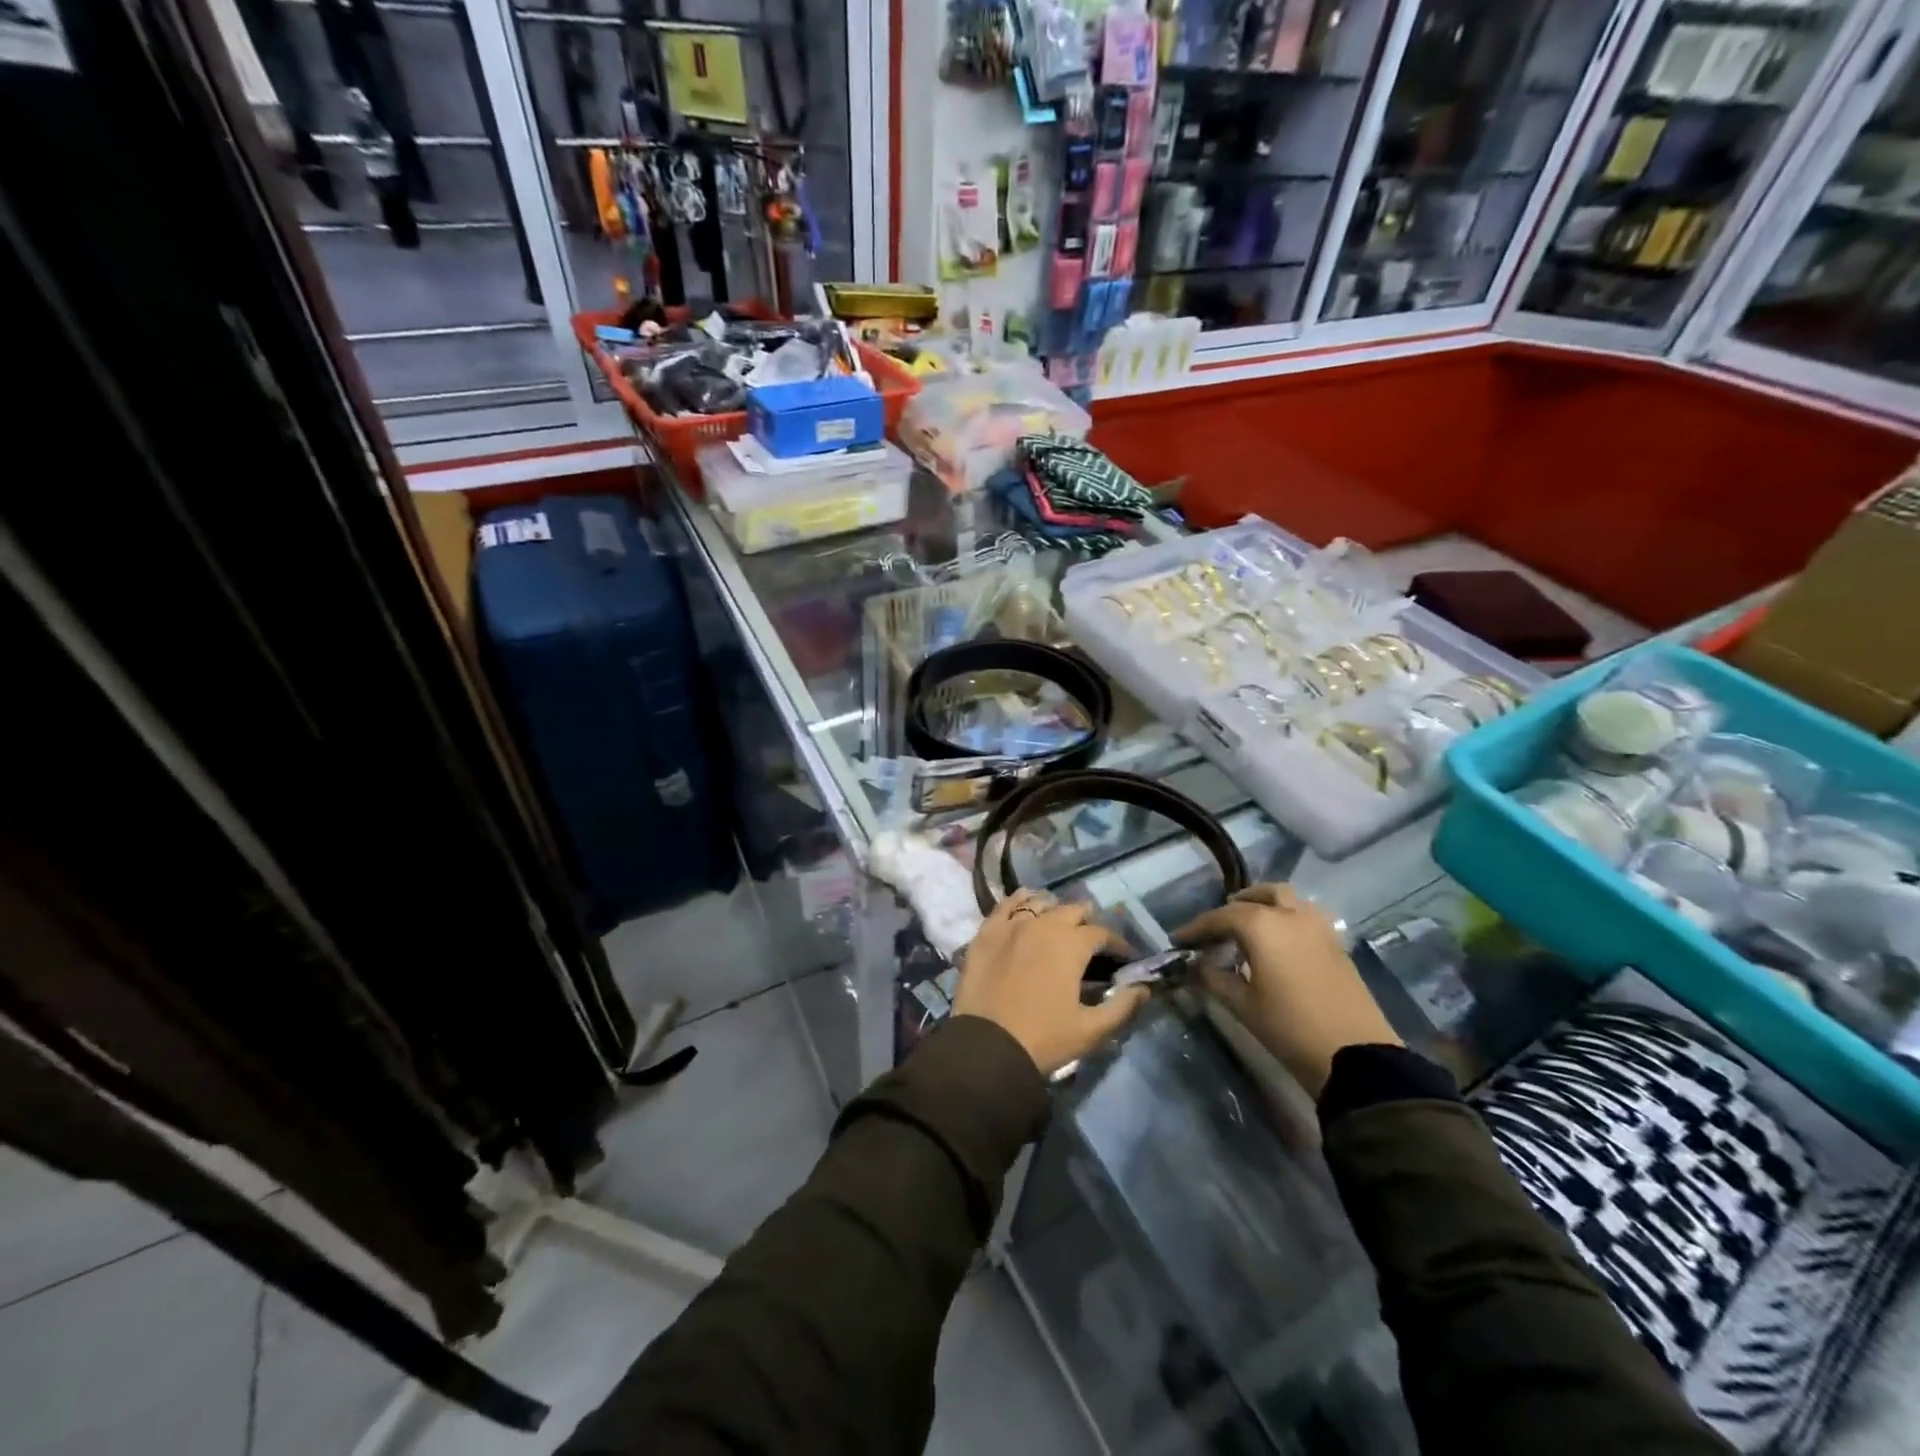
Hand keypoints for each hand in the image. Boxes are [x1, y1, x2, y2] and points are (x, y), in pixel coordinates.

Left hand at [954, 891, 1150, 1076]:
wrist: (986, 1046)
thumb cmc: (1043, 1038)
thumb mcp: (1091, 1030)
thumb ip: (1122, 1007)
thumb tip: (1144, 988)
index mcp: (1071, 944)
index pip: (1102, 933)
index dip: (1116, 943)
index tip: (1123, 956)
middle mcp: (1043, 924)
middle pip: (1072, 911)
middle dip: (1087, 922)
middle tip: (1091, 941)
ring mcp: (1012, 924)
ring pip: (1039, 902)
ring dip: (1055, 909)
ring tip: (1059, 923)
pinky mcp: (986, 932)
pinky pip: (1006, 905)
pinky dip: (1020, 901)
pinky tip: (1025, 904)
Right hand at [1174, 883, 1400, 1096]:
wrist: (1355, 1056)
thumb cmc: (1289, 1028)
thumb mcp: (1243, 1005)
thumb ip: (1214, 978)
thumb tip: (1196, 965)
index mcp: (1262, 926)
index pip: (1220, 917)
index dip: (1196, 928)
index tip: (1179, 939)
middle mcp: (1289, 915)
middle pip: (1256, 897)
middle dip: (1232, 907)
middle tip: (1216, 928)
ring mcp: (1318, 926)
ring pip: (1285, 898)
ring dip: (1263, 903)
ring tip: (1248, 925)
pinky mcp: (1335, 942)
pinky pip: (1304, 915)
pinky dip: (1285, 916)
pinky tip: (1278, 942)